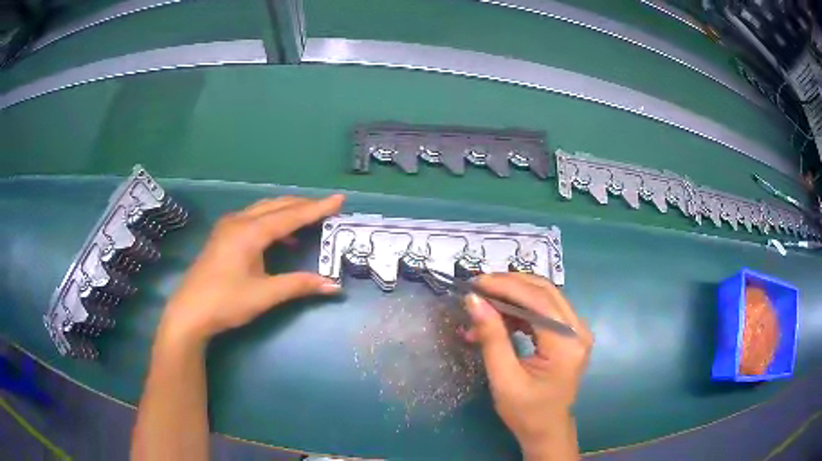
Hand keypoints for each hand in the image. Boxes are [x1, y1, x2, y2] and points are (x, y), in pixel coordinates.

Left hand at [158, 195, 344, 344]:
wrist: (189, 312)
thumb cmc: (226, 302)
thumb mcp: (265, 295)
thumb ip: (298, 285)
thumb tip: (333, 286)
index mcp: (250, 232)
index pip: (290, 215)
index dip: (317, 208)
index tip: (339, 199)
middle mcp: (239, 221)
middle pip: (277, 206)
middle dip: (304, 206)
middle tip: (328, 208)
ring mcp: (228, 227)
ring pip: (264, 210)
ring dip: (287, 212)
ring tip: (309, 219)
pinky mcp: (223, 236)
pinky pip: (254, 219)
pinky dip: (272, 222)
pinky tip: (281, 238)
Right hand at [462, 273, 592, 459]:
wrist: (547, 430)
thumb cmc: (525, 411)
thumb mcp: (503, 378)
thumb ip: (491, 337)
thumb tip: (474, 301)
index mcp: (567, 344)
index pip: (538, 301)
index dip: (505, 286)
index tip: (475, 283)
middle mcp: (578, 330)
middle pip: (544, 291)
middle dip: (509, 284)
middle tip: (478, 287)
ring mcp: (577, 330)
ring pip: (544, 296)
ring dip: (513, 295)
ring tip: (484, 304)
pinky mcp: (569, 333)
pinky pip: (545, 310)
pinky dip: (520, 309)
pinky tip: (499, 317)